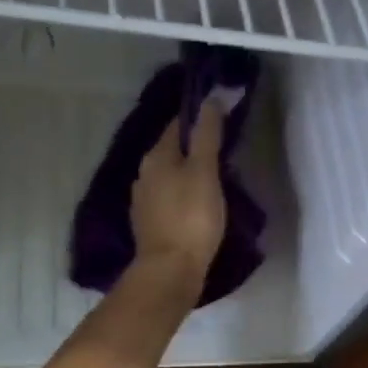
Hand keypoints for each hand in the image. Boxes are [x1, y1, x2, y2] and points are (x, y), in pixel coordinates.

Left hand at [131, 103, 225, 282]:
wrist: (170, 270)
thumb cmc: (192, 217)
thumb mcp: (205, 171)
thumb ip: (208, 134)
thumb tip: (211, 97)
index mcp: (156, 157)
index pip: (177, 125)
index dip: (199, 119)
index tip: (221, 119)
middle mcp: (144, 174)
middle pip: (172, 151)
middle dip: (194, 148)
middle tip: (223, 152)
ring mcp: (143, 201)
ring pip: (169, 176)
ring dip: (188, 174)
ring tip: (214, 180)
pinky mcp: (149, 225)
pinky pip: (168, 199)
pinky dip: (182, 196)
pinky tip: (197, 206)